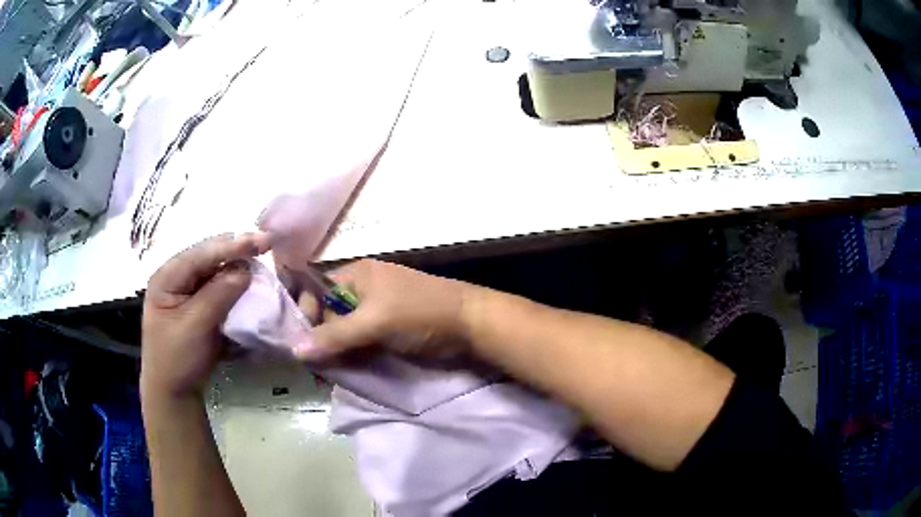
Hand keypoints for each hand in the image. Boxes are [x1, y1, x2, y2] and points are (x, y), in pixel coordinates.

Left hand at [141, 233, 270, 399]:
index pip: (200, 254)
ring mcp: (187, 292)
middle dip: (235, 250)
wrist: (173, 393)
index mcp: (167, 278)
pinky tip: (248, 280)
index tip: (260, 240)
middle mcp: (176, 278)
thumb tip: (246, 269)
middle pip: (208, 256)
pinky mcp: (198, 307)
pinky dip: (234, 284)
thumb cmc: (177, 359)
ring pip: (215, 270)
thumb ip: (218, 295)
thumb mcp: (195, 326)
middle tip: (265, 243)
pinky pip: (218, 288)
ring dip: (237, 266)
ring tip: (259, 257)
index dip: (231, 246)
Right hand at [292, 260, 475, 360]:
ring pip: (343, 331)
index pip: (316, 291)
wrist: (470, 325)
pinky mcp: (386, 330)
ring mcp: (375, 311)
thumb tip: (294, 350)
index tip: (304, 345)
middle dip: (320, 339)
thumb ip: (335, 336)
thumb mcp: (375, 322)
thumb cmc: (420, 313)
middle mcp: (362, 290)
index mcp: (356, 275)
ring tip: (330, 374)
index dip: (306, 315)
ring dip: (335, 352)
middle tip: (318, 368)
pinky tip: (346, 371)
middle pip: (328, 314)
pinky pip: (359, 342)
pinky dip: (352, 355)